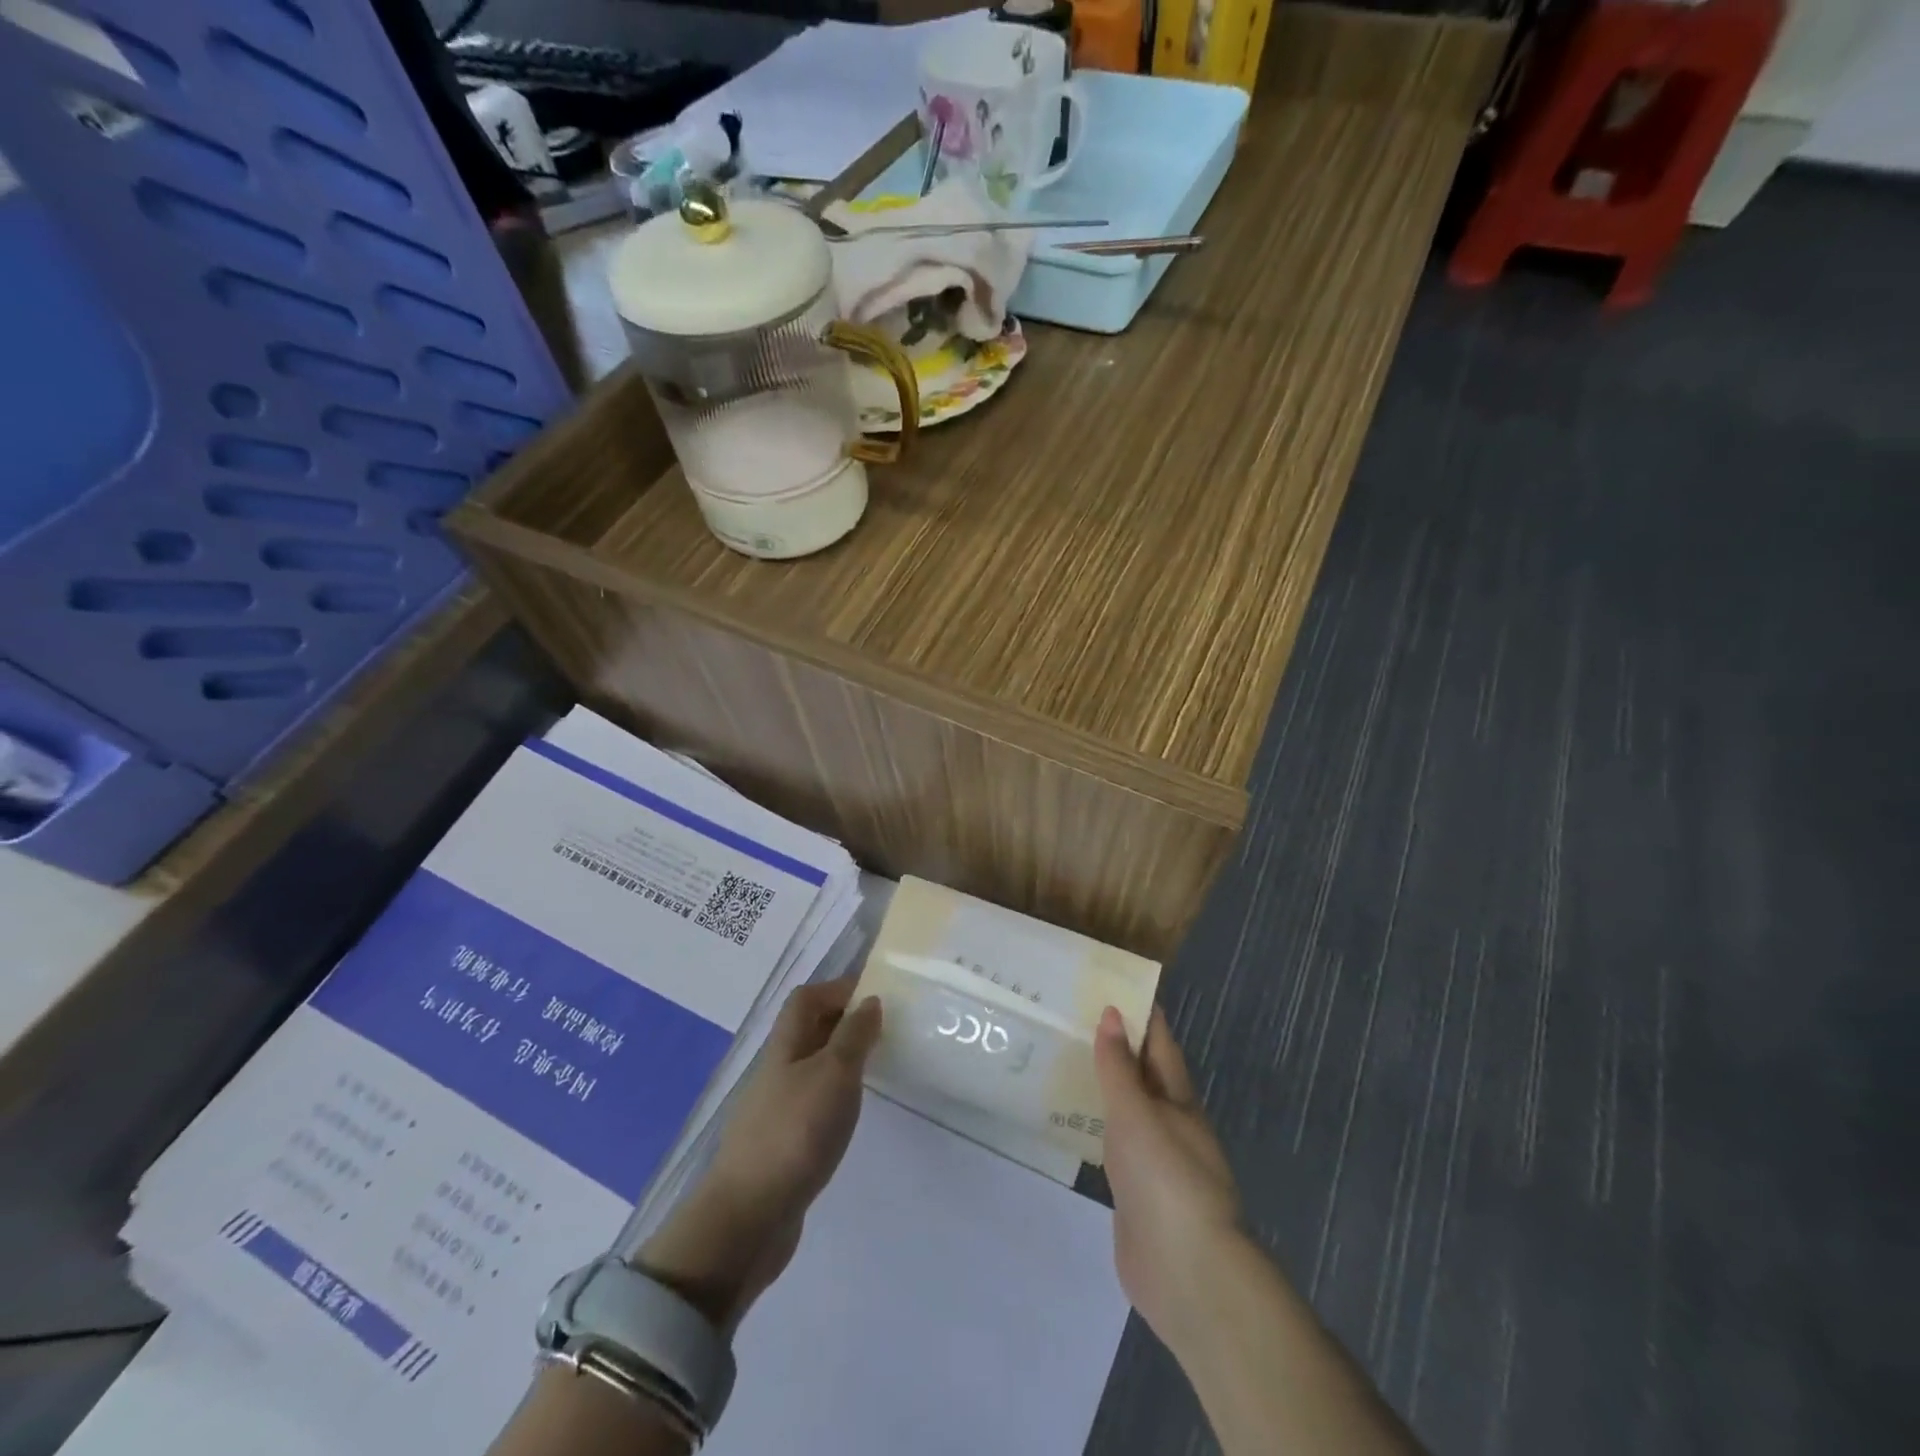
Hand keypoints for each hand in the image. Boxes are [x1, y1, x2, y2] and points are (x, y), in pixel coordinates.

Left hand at [634, 977, 881, 1331]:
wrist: (748, 1218)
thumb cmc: (795, 1132)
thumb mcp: (834, 1074)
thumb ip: (853, 1035)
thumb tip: (869, 1000)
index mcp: (785, 1046)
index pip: (806, 999)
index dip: (837, 988)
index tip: (876, 993)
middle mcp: (777, 1070)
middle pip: (807, 1030)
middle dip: (843, 1020)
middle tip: (884, 1026)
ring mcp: (776, 1108)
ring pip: (811, 1066)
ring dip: (840, 1058)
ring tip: (877, 1065)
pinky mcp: (781, 1144)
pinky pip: (811, 1101)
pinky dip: (834, 1095)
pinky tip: (851, 1112)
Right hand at [1094, 1005, 1244, 1354]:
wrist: (1187, 1273)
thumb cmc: (1165, 1178)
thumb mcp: (1137, 1113)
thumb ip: (1119, 1067)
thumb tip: (1113, 1013)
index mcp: (1178, 1099)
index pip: (1160, 1043)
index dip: (1142, 1013)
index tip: (1113, 984)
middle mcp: (1170, 1123)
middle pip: (1143, 1074)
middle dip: (1117, 1046)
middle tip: (1074, 1017)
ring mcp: (1154, 1160)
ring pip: (1128, 1109)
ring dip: (1106, 1085)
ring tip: (1067, 1059)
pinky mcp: (1136, 1192)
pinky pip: (1115, 1144)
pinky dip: (1098, 1125)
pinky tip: (1074, 1121)